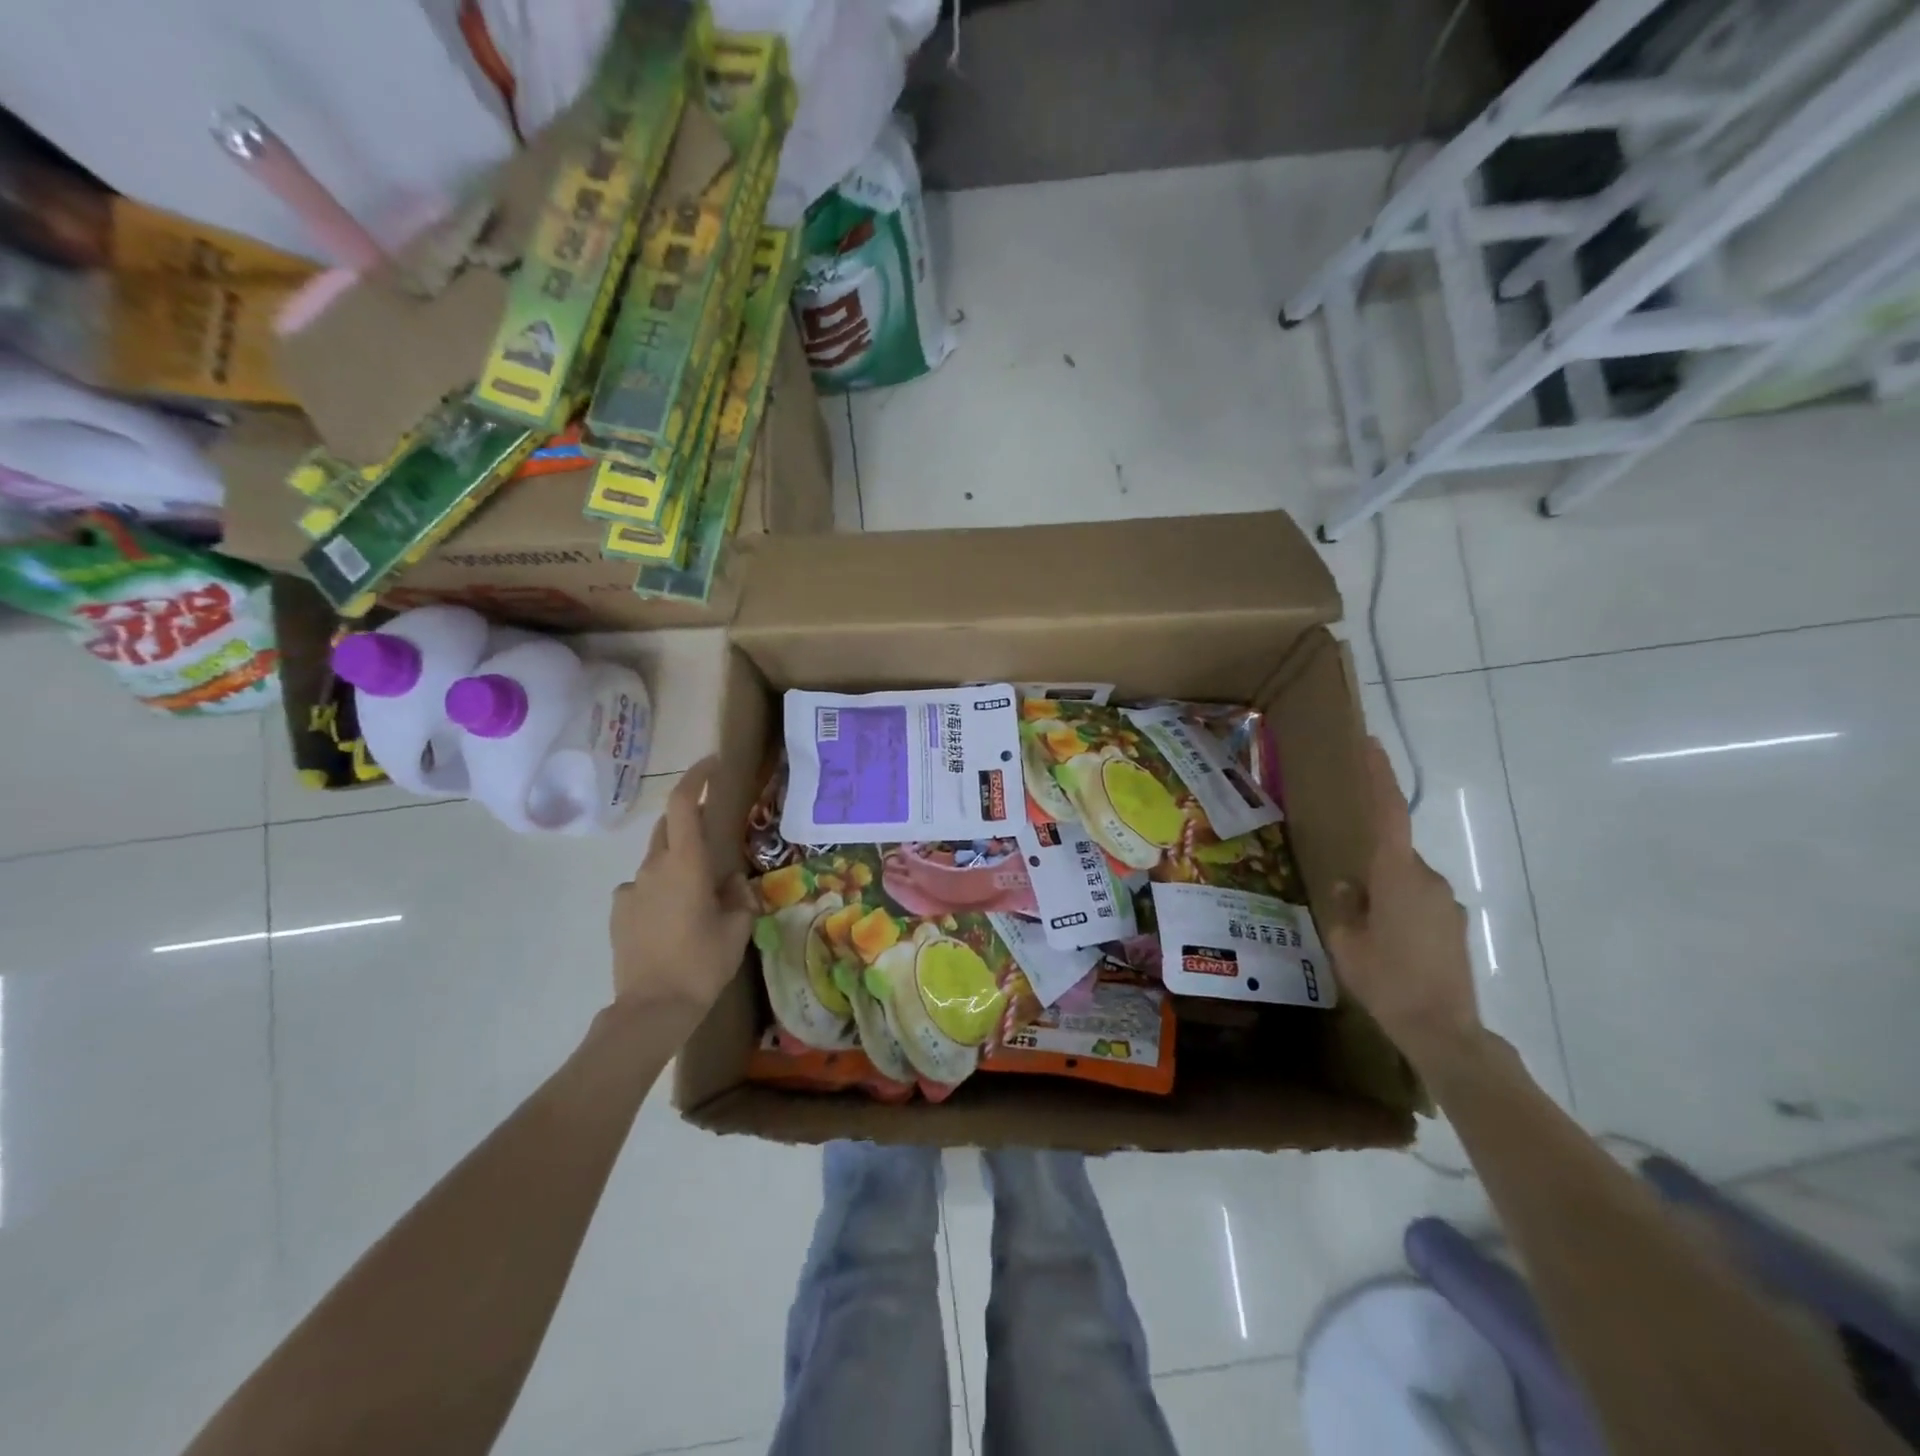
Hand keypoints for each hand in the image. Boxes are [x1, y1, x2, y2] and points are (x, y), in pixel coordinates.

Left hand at [609, 757, 754, 1019]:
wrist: (652, 1008)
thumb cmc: (702, 963)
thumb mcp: (737, 928)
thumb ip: (737, 896)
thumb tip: (731, 881)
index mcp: (686, 864)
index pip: (683, 804)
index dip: (696, 777)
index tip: (712, 764)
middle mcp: (654, 867)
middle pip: (668, 826)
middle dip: (689, 819)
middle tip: (714, 833)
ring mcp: (631, 888)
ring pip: (656, 858)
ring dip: (677, 860)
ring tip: (697, 892)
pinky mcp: (619, 911)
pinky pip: (643, 886)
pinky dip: (660, 888)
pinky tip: (671, 917)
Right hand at [1323, 737, 1481, 1069]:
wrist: (1444, 1031)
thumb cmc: (1386, 980)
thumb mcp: (1347, 941)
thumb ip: (1346, 904)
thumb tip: (1349, 885)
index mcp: (1397, 876)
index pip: (1389, 814)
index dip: (1380, 777)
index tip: (1372, 744)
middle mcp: (1427, 880)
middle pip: (1392, 854)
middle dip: (1368, 867)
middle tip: (1346, 899)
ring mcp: (1446, 903)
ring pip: (1405, 882)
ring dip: (1384, 895)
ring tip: (1365, 934)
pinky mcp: (1455, 925)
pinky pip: (1419, 903)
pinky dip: (1400, 912)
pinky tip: (1389, 947)